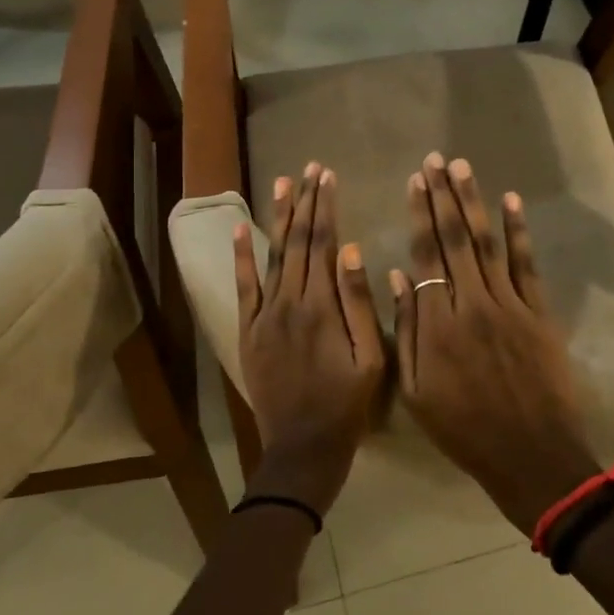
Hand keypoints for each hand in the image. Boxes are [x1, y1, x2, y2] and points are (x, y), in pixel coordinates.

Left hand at [234, 163, 385, 514]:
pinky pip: (244, 287)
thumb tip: (350, 250)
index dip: (326, 207)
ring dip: (278, 217)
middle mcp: (288, 301)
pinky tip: (243, 228)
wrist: (302, 447)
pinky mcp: (248, 330)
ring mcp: (263, 315)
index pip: (322, 243)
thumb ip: (359, 303)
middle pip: (297, 241)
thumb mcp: (371, 358)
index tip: (328, 176)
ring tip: (283, 182)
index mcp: (321, 306)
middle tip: (310, 167)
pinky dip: (242, 256)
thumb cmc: (347, 405)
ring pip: (272, 255)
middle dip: (305, 201)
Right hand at [391, 154, 601, 534]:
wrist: (531, 456)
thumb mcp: (416, 391)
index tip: (414, 181)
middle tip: (435, 159)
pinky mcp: (539, 313)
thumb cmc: (464, 429)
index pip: (426, 255)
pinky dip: (518, 231)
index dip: (419, 215)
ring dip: (474, 202)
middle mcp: (472, 303)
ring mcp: (509, 305)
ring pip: (486, 243)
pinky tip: (510, 202)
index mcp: (438, 323)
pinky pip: (526, 264)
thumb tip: (397, 278)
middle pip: (454, 239)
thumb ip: (407, 331)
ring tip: (462, 167)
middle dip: (443, 195)